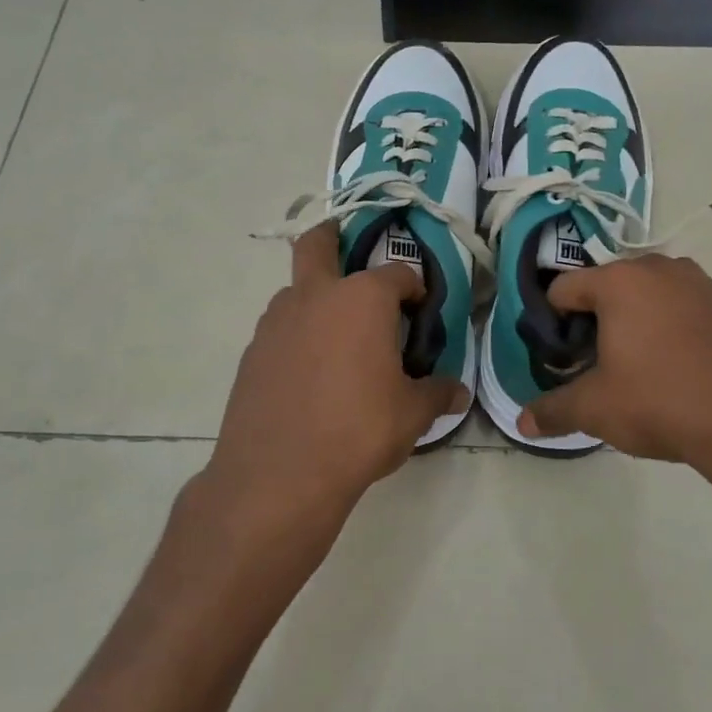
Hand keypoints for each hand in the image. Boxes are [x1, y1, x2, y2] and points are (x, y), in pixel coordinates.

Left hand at [194, 223, 466, 550]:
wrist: (278, 474)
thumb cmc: (358, 431)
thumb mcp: (411, 414)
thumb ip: (437, 394)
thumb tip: (459, 392)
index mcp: (362, 299)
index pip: (397, 274)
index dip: (414, 287)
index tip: (421, 307)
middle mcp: (316, 295)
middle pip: (318, 243)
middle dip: (333, 237)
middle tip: (347, 248)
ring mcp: (276, 321)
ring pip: (296, 289)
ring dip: (316, 296)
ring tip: (338, 337)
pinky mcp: (252, 351)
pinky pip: (280, 328)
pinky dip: (297, 334)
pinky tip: (309, 372)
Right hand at [518, 255, 711, 532]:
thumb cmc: (663, 404)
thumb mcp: (597, 410)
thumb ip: (553, 410)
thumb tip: (522, 423)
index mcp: (621, 282)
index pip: (564, 288)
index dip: (553, 322)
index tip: (561, 357)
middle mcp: (664, 270)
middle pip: (613, 288)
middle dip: (600, 321)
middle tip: (601, 366)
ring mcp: (710, 286)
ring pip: (658, 298)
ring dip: (644, 324)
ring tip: (649, 371)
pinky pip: (698, 313)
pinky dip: (685, 333)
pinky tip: (694, 375)